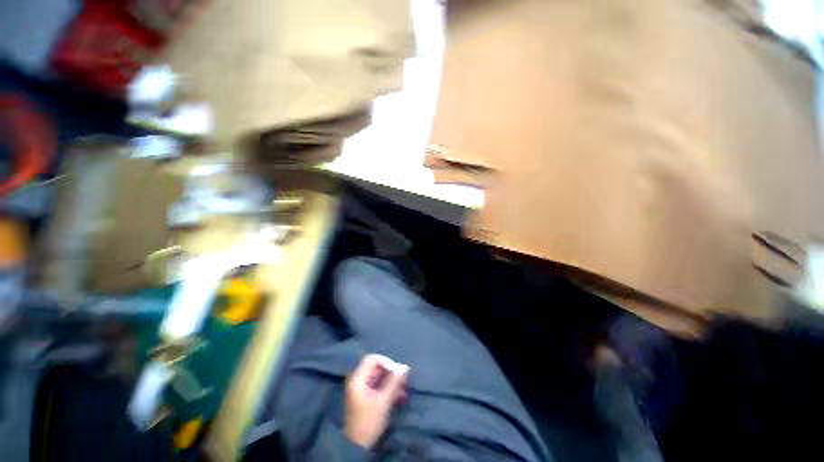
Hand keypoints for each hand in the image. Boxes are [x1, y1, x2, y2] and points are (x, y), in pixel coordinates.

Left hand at [344, 354, 408, 448]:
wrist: (357, 446)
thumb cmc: (369, 421)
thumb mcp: (383, 401)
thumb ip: (394, 382)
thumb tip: (405, 367)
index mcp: (358, 378)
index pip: (372, 359)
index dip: (386, 362)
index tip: (397, 372)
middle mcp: (358, 380)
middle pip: (376, 367)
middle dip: (391, 373)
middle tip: (403, 381)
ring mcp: (361, 388)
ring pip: (378, 377)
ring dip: (391, 382)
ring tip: (404, 390)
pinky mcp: (365, 397)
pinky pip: (378, 386)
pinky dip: (388, 389)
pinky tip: (399, 397)